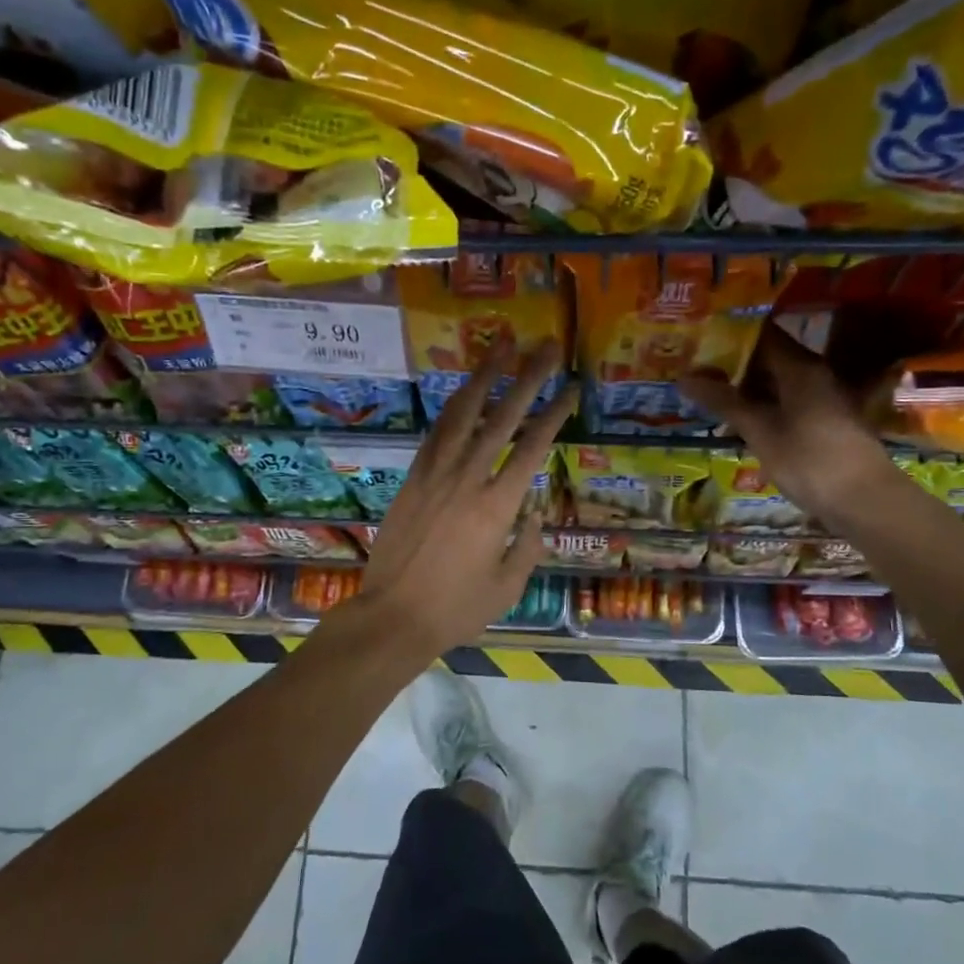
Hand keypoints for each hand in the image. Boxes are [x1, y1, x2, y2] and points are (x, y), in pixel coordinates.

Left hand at [357, 342, 575, 653]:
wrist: (393, 617)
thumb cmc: (456, 609)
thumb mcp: (507, 588)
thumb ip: (527, 547)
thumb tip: (535, 515)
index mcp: (498, 507)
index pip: (532, 448)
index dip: (554, 413)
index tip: (570, 387)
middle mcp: (467, 480)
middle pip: (502, 418)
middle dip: (527, 378)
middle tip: (544, 346)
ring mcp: (435, 475)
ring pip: (463, 415)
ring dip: (484, 377)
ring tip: (501, 347)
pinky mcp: (412, 479)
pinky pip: (436, 434)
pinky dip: (453, 408)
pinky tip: (464, 392)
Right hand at [681, 325, 894, 521]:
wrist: (866, 501)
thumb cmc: (810, 460)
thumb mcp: (760, 431)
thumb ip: (724, 402)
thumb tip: (685, 377)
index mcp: (800, 368)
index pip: (762, 334)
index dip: (731, 333)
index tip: (700, 337)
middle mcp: (814, 375)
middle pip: (770, 357)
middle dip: (733, 362)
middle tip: (695, 367)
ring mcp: (822, 399)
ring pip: (777, 382)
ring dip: (745, 387)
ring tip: (708, 393)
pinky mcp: (824, 423)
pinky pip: (786, 403)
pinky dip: (762, 406)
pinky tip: (739, 420)